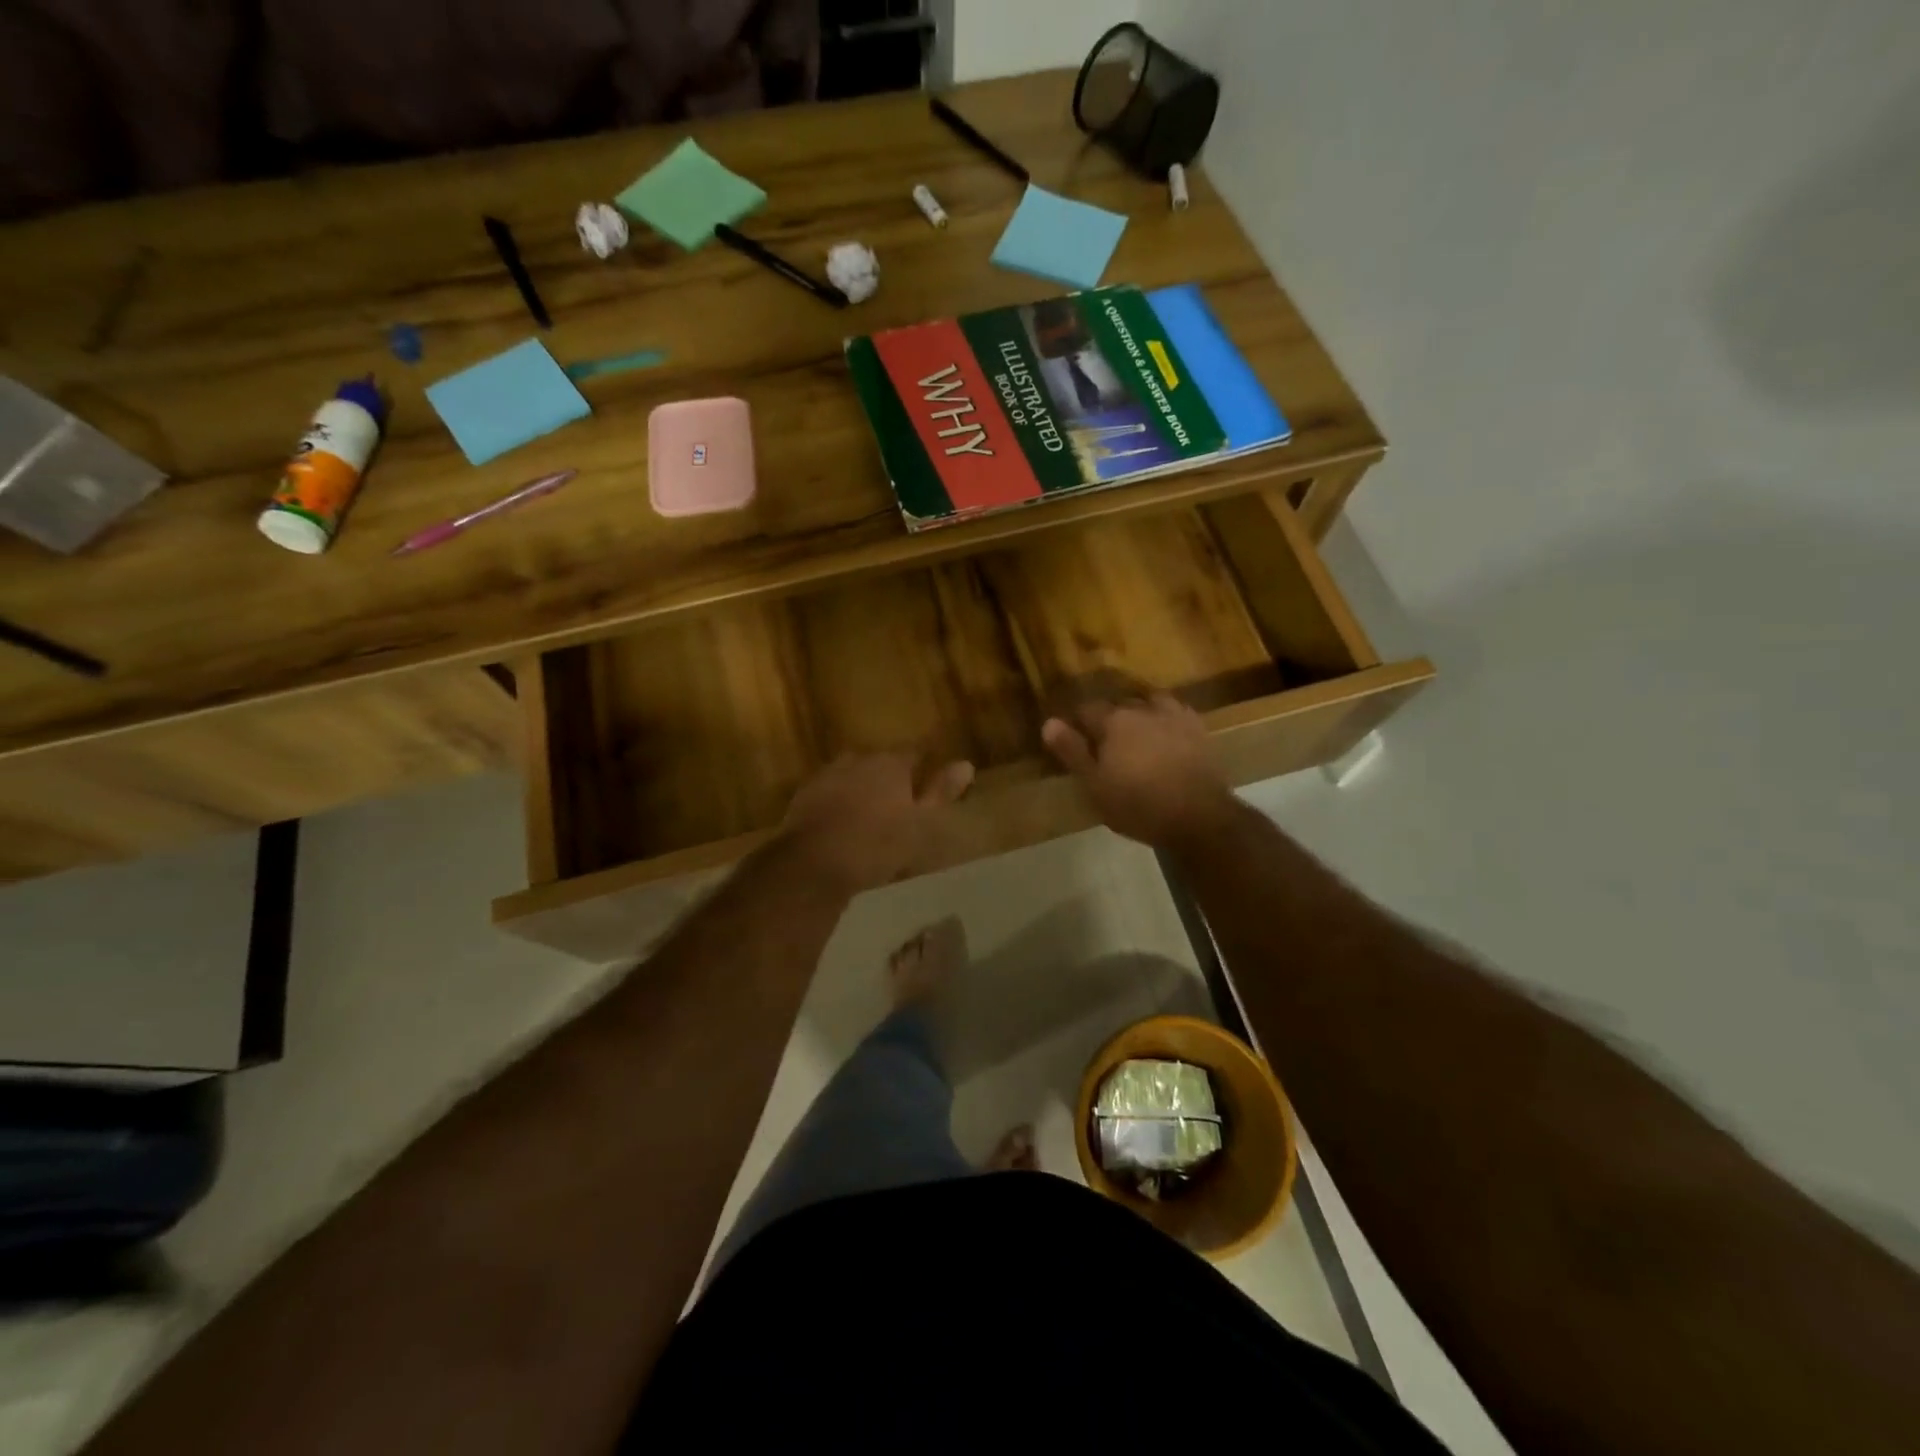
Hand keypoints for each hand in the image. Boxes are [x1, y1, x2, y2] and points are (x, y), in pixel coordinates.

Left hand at [780, 752, 974, 894]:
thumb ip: (941, 792)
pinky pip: (829, 792)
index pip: (914, 752)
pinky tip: (841, 823)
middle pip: (880, 762)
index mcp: (890, 764)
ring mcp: (827, 775)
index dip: (923, 764)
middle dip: (889, 776)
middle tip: (899, 801)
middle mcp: (858, 760)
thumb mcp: (921, 824)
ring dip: (861, 788)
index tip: (929, 777)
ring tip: (869, 813)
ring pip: (852, 775)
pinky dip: (838, 802)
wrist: (814, 864)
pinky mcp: (803, 796)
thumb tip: (966, 764)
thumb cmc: (877, 845)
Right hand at [1042, 694, 1235, 847]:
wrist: (1199, 817)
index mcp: (1114, 721)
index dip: (1077, 724)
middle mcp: (1143, 709)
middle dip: (1108, 719)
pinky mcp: (1199, 730)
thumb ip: (1072, 751)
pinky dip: (1166, 722)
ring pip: (1150, 704)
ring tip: (1137, 736)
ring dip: (1140, 715)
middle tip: (1105, 746)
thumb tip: (1049, 722)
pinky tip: (1166, 737)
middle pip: (1118, 705)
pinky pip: (1176, 715)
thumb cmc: (1138, 805)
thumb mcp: (1094, 784)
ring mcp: (1175, 716)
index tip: (1074, 741)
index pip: (1086, 710)